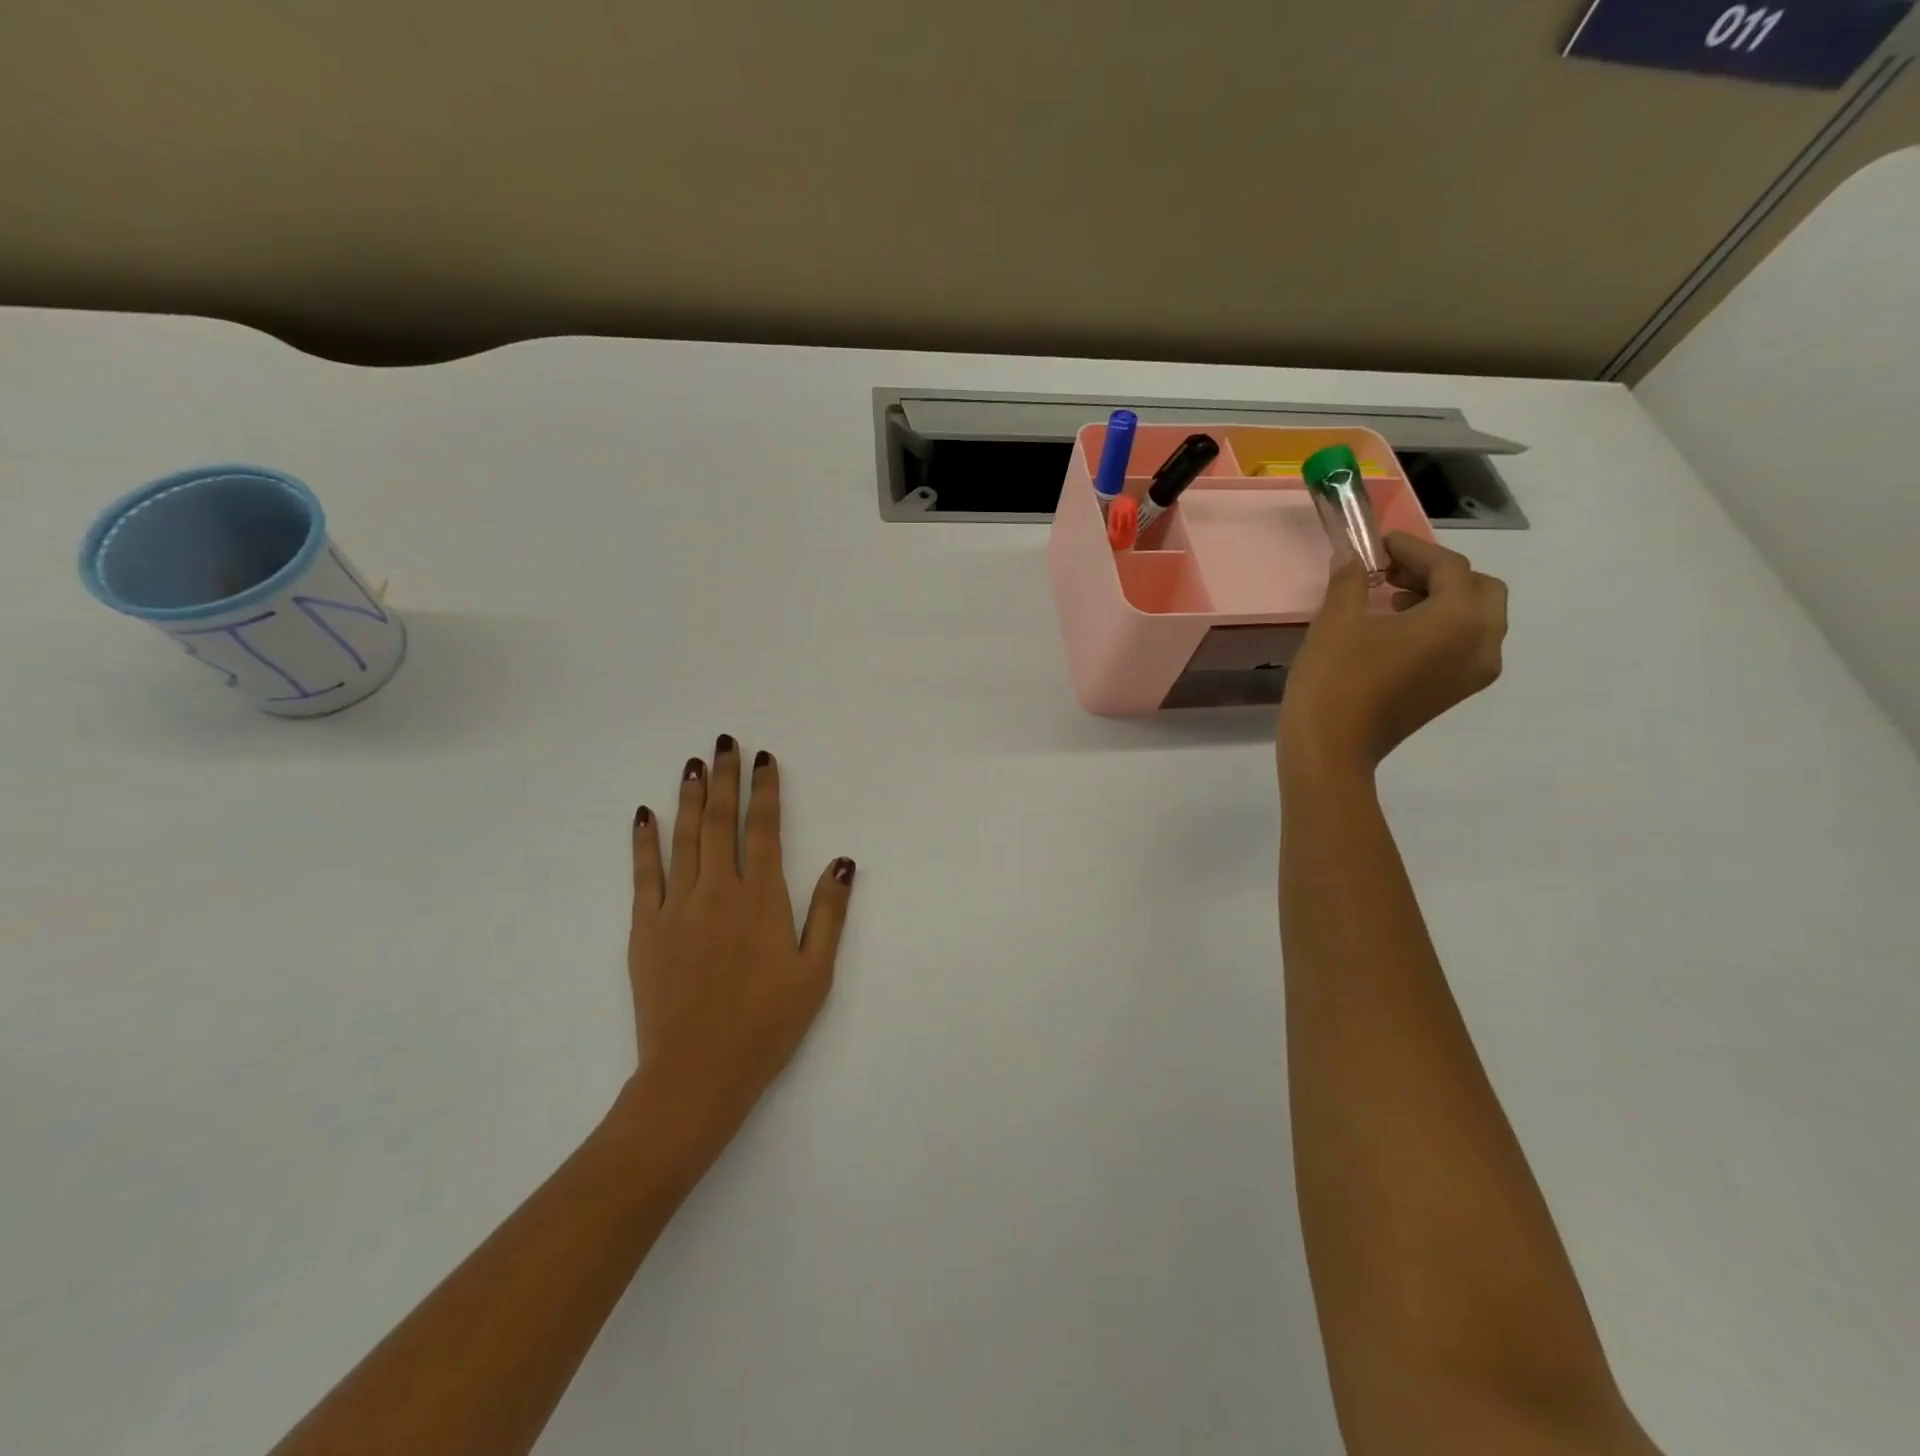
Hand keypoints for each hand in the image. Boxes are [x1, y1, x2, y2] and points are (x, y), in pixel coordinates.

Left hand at [627, 737, 853, 1125]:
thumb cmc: (766, 1025)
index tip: (764, 759)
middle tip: (724, 743)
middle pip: (721, 823)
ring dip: (690, 798)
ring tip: (693, 765)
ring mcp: (676, 907)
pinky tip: (645, 814)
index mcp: (761, 900)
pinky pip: (645, 873)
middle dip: (725, 779)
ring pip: (684, 838)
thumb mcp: (815, 973)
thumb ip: (829, 913)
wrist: (697, 1073)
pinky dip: (644, 841)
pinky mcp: (645, 928)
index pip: (763, 830)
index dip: (765, 791)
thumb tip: (843, 861)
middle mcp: (717, 891)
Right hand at [1279, 533, 1507, 776]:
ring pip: (1477, 618)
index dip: (1413, 550)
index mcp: (1459, 619)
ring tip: (1391, 601)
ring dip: (1442, 600)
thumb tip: (1351, 554)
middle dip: (1439, 575)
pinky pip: (1466, 644)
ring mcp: (1474, 672)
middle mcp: (1483, 642)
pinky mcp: (1455, 692)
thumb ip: (1350, 580)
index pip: (1449, 567)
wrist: (1332, 749)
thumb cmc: (1335, 679)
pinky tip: (1397, 632)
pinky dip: (1442, 628)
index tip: (1380, 543)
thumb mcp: (1336, 621)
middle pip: (1478, 590)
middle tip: (1391, 573)